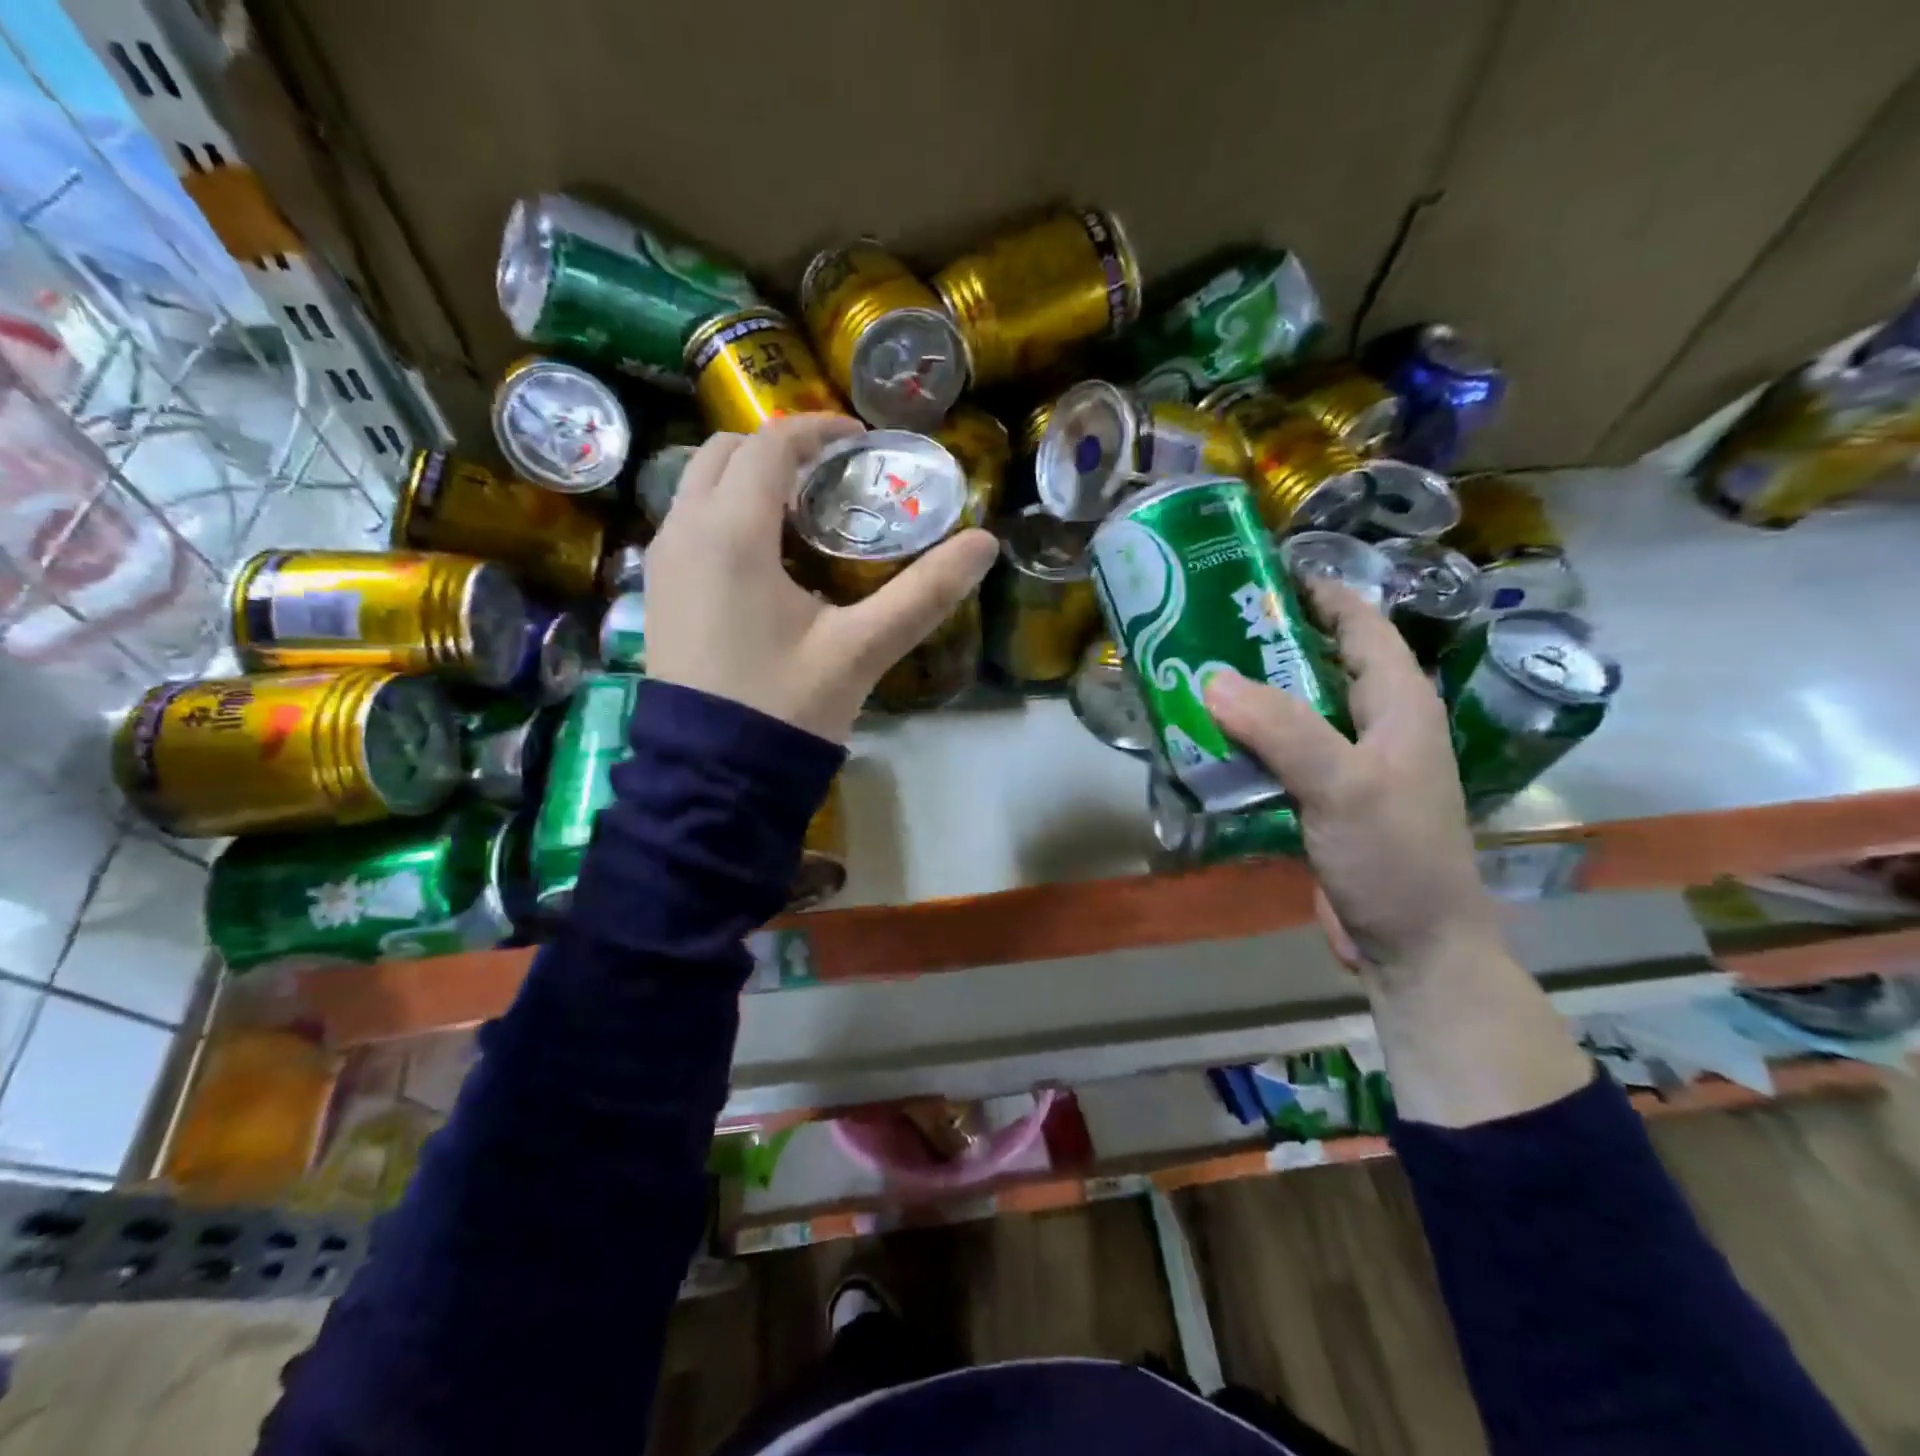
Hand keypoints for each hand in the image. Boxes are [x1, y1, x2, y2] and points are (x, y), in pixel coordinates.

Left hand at [644, 414, 998, 742]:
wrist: (712, 775)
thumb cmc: (787, 706)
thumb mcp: (862, 649)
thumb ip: (925, 593)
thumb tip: (985, 544)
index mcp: (732, 533)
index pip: (770, 445)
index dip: (818, 430)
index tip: (861, 441)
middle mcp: (684, 531)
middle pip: (723, 451)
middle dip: (777, 446)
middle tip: (831, 472)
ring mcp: (663, 562)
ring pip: (698, 485)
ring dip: (746, 477)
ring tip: (802, 507)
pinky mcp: (659, 591)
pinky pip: (687, 521)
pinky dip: (724, 510)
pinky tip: (765, 553)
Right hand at [1203, 579, 1499, 979]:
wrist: (1413, 946)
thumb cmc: (1393, 858)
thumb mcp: (1341, 786)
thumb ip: (1281, 729)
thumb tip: (1212, 679)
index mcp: (1400, 704)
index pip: (1362, 626)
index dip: (1320, 593)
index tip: (1262, 573)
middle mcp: (1378, 725)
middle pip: (1322, 665)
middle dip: (1270, 643)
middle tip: (1206, 626)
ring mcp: (1351, 765)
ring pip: (1297, 712)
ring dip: (1252, 696)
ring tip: (1195, 676)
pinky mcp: (1326, 800)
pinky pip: (1283, 755)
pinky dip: (1249, 743)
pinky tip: (1209, 742)